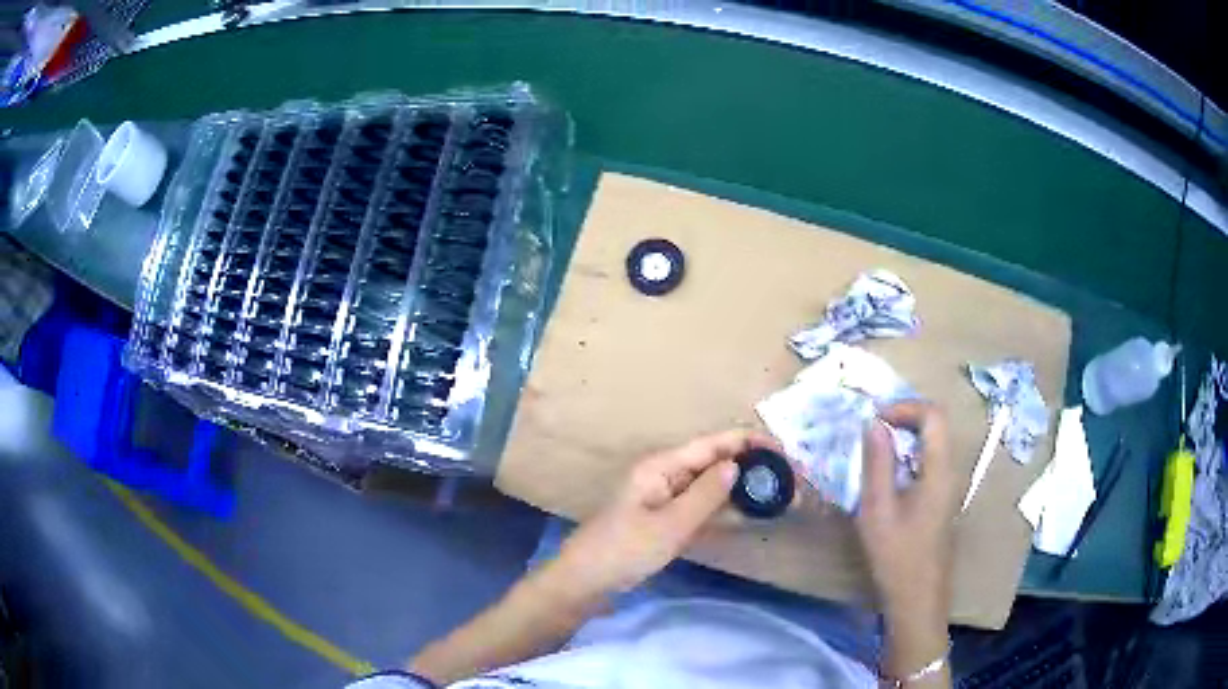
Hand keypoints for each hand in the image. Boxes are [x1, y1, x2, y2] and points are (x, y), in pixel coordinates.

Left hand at [555, 430, 779, 597]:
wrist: (586, 580)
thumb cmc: (625, 550)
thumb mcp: (670, 524)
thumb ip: (706, 494)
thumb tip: (737, 464)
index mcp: (662, 466)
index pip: (712, 444)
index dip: (748, 442)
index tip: (783, 450)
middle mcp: (664, 474)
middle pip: (713, 461)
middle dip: (750, 464)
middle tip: (788, 477)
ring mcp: (664, 496)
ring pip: (709, 484)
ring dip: (740, 486)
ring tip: (776, 492)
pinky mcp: (664, 517)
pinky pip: (700, 504)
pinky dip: (723, 506)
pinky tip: (746, 512)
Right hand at [856, 401, 956, 681]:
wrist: (918, 599)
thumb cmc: (897, 556)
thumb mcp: (877, 510)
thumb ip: (877, 463)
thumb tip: (874, 423)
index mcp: (940, 470)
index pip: (933, 415)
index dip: (905, 407)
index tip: (875, 419)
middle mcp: (951, 471)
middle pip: (936, 425)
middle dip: (904, 418)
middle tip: (872, 430)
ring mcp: (950, 486)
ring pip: (933, 443)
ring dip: (906, 437)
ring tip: (875, 450)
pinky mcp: (943, 500)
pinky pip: (930, 462)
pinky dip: (909, 456)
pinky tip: (888, 477)